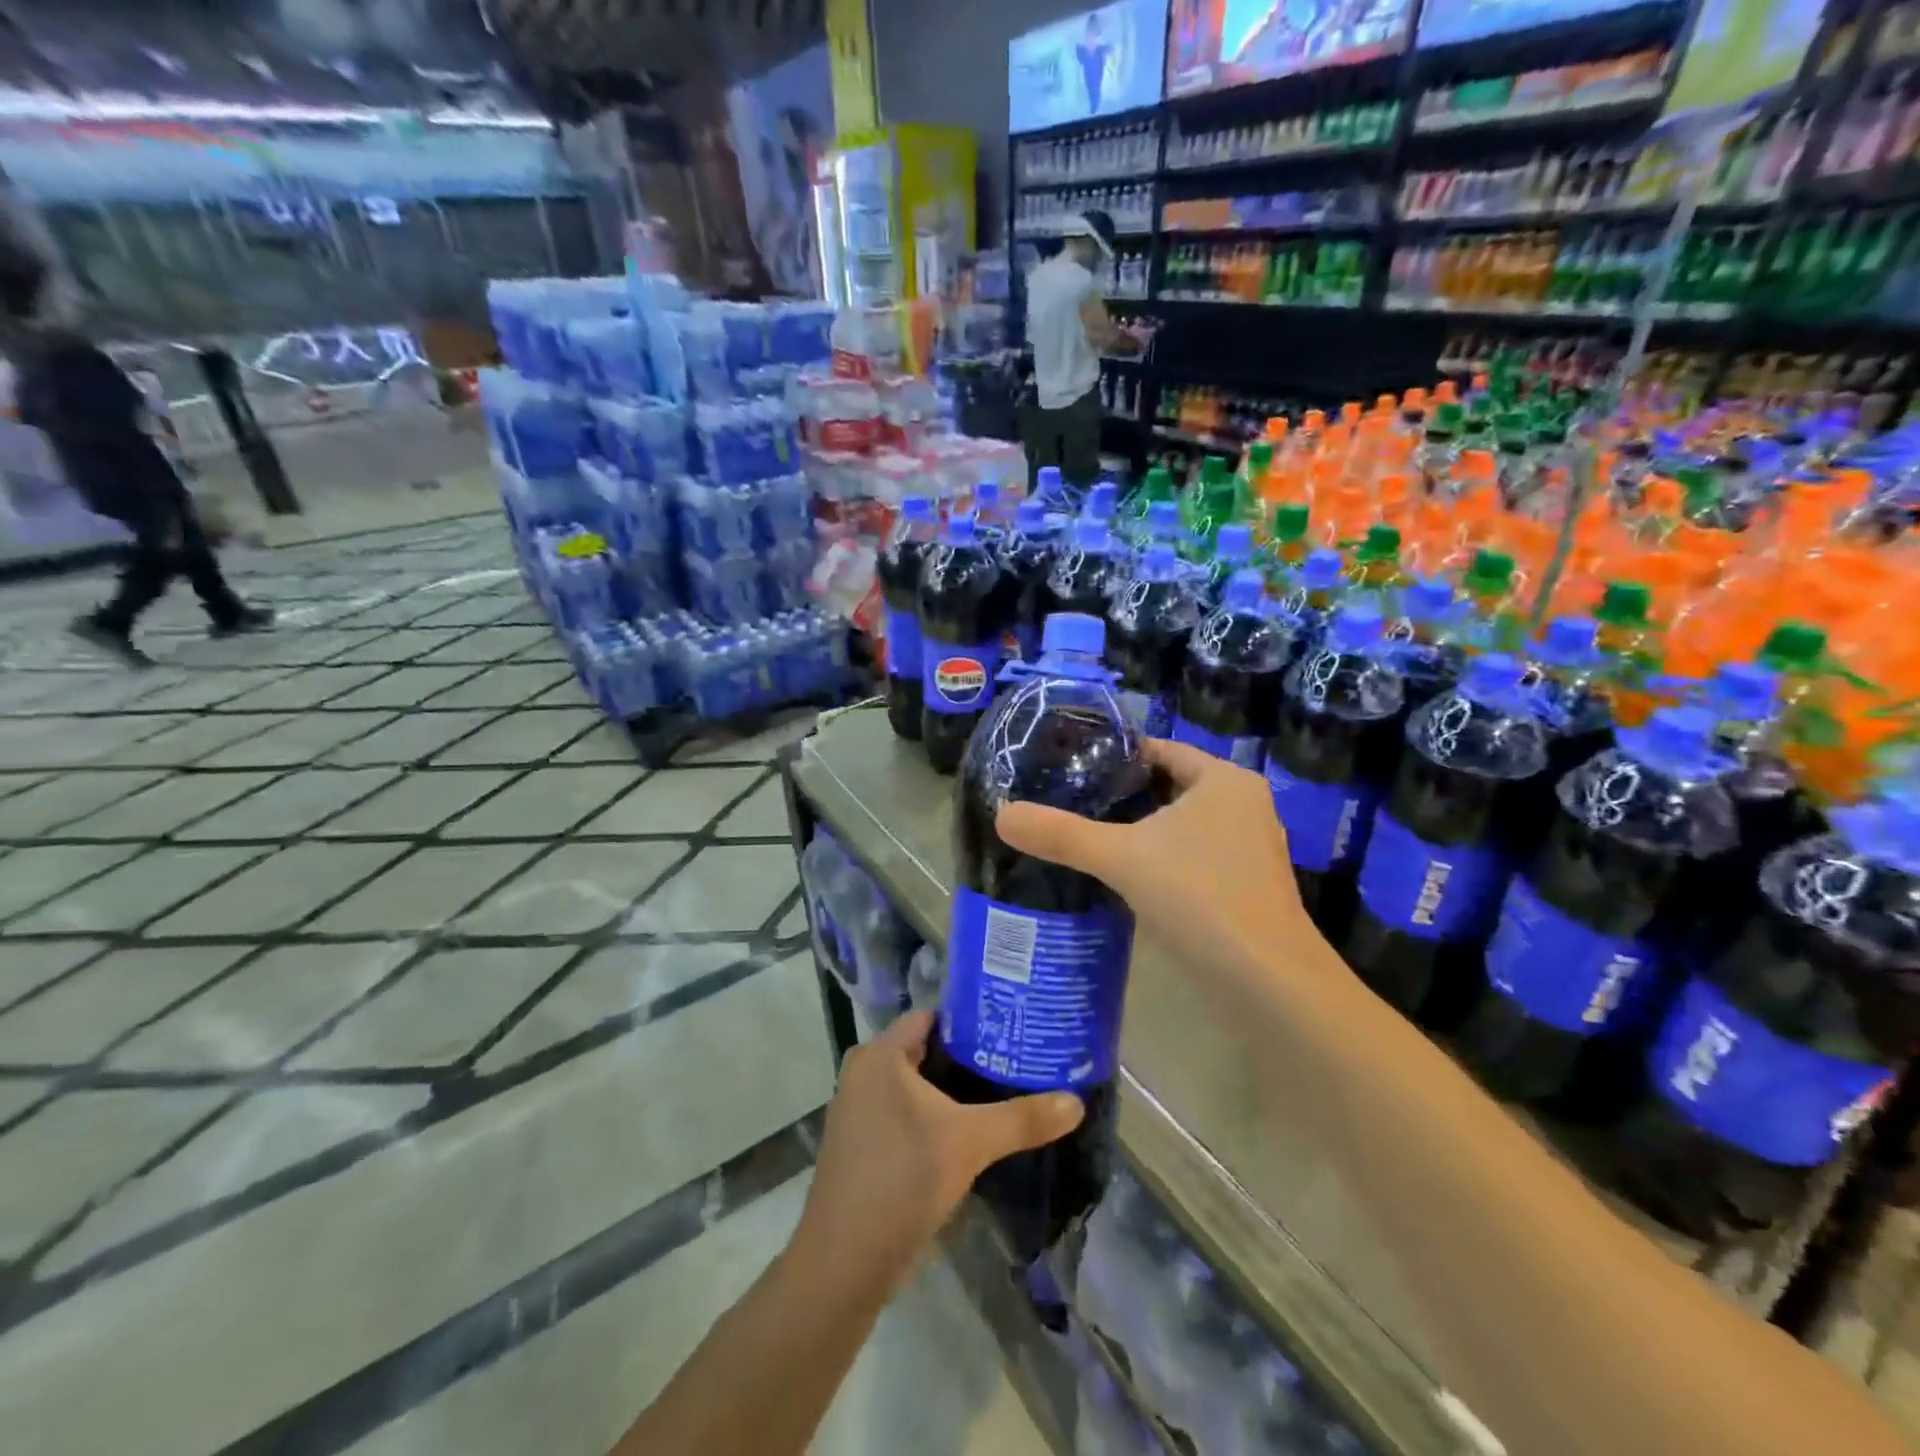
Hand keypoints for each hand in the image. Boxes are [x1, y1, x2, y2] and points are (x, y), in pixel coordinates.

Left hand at [796, 1011, 1084, 1286]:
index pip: (933, 1018)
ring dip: (954, 1091)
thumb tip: (1076, 1102)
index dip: (973, 1019)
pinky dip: (936, 1116)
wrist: (843, 1264)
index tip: (1013, 1027)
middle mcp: (864, 1073)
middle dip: (970, 1057)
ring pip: (917, 1086)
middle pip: (927, 1051)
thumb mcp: (969, 1143)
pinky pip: (906, 1113)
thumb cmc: (901, 1180)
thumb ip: (1022, 1118)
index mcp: (879, 1055)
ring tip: (1005, 1090)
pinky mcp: (863, 1144)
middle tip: (1018, 1059)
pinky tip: (972, 1131)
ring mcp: (860, 1110)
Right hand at [996, 737, 1319, 991]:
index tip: (1071, 768)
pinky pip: (1195, 857)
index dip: (1116, 757)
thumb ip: (1061, 834)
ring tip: (1091, 837)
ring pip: (1183, 826)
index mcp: (1224, 780)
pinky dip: (1163, 860)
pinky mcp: (1247, 886)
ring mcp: (1250, 848)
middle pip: (1171, 787)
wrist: (1265, 981)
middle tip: (1072, 803)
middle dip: (1125, 796)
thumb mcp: (1120, 858)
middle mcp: (1244, 805)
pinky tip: (1128, 878)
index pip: (1161, 751)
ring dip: (1143, 831)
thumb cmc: (1198, 896)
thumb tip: (1001, 814)